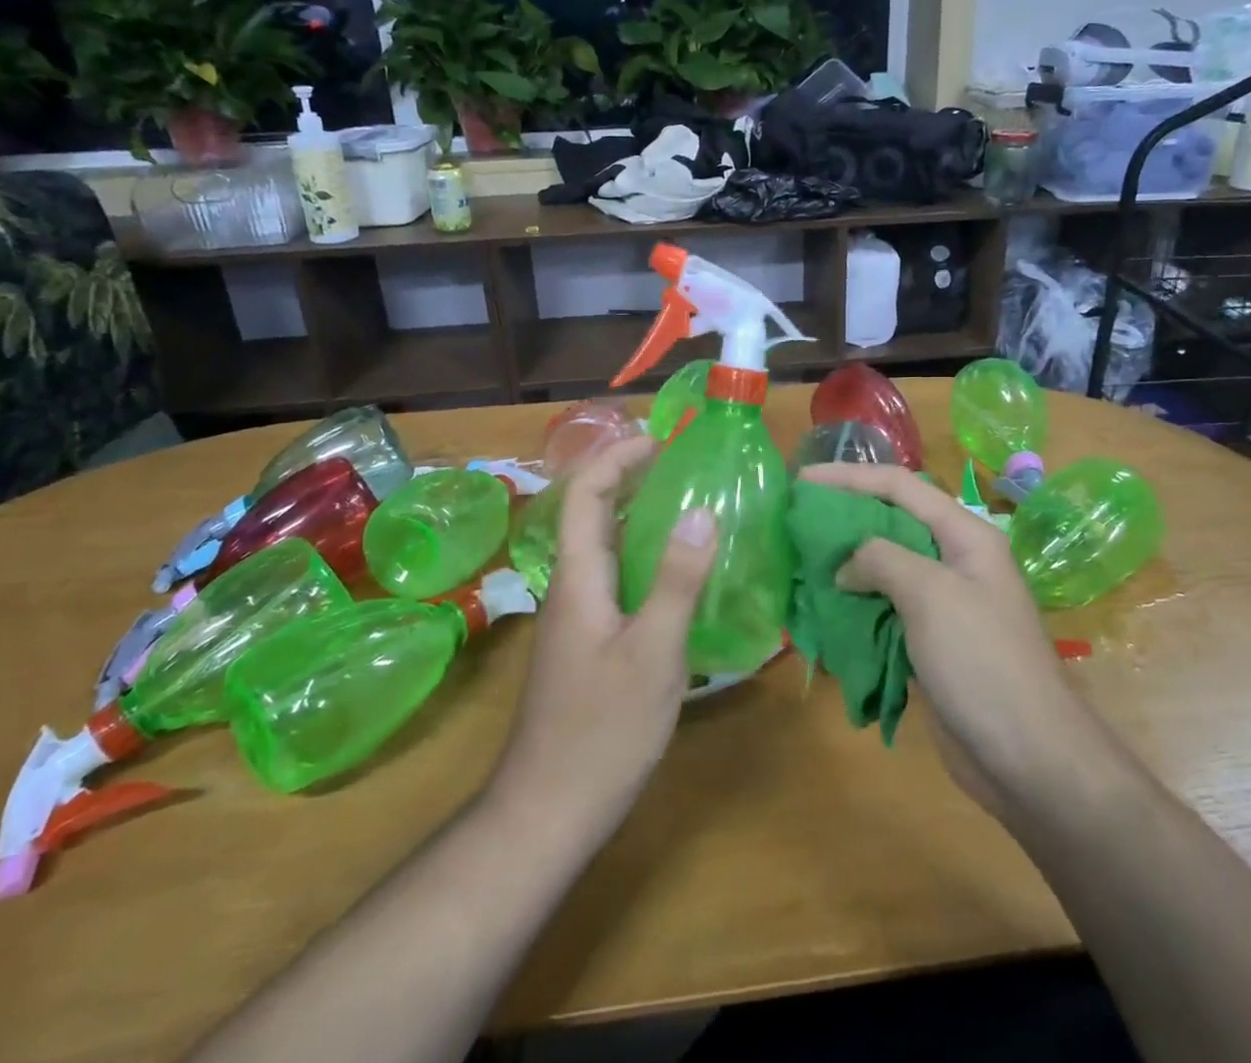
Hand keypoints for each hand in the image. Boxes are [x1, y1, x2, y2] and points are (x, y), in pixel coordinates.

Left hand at [490, 436, 717, 846]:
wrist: (548, 811)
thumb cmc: (602, 730)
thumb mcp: (653, 653)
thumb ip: (676, 580)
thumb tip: (702, 512)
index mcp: (578, 578)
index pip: (584, 494)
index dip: (616, 458)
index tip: (659, 440)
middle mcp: (570, 587)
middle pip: (591, 514)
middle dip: (630, 479)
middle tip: (683, 465)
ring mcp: (576, 618)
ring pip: (603, 548)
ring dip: (638, 516)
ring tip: (689, 506)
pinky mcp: (587, 643)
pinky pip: (614, 579)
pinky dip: (643, 557)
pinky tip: (678, 575)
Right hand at [799, 463, 1088, 821]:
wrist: (1029, 758)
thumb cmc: (982, 661)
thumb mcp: (931, 594)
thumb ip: (883, 560)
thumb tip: (846, 566)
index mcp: (965, 535)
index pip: (900, 486)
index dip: (850, 477)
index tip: (802, 481)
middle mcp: (954, 560)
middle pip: (891, 521)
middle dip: (845, 516)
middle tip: (798, 519)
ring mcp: (943, 603)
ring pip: (885, 566)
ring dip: (845, 562)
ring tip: (802, 560)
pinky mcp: (930, 641)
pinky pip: (885, 608)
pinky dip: (854, 603)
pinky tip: (825, 607)